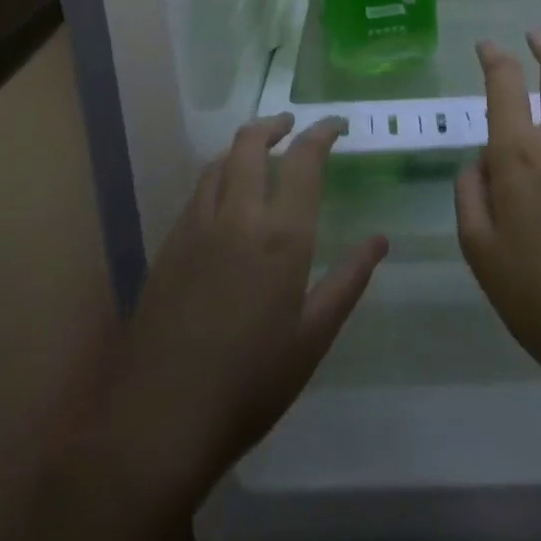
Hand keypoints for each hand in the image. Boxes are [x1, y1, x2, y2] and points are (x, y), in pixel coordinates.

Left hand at [84, 114, 386, 509]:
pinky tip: (225, 196)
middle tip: (292, 125)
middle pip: (250, 144)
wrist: (161, 415)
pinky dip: (218, 173)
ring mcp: (197, 226)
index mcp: (282, 235)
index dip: (322, 133)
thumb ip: (348, 280)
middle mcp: (238, 216)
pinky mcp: (169, 244)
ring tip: (259, 151)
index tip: (337, 124)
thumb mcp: (313, 337)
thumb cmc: (251, 382)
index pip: (304, 160)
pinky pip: (198, 190)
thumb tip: (380, 240)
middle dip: (274, 125)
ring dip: (242, 146)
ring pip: (218, 162)